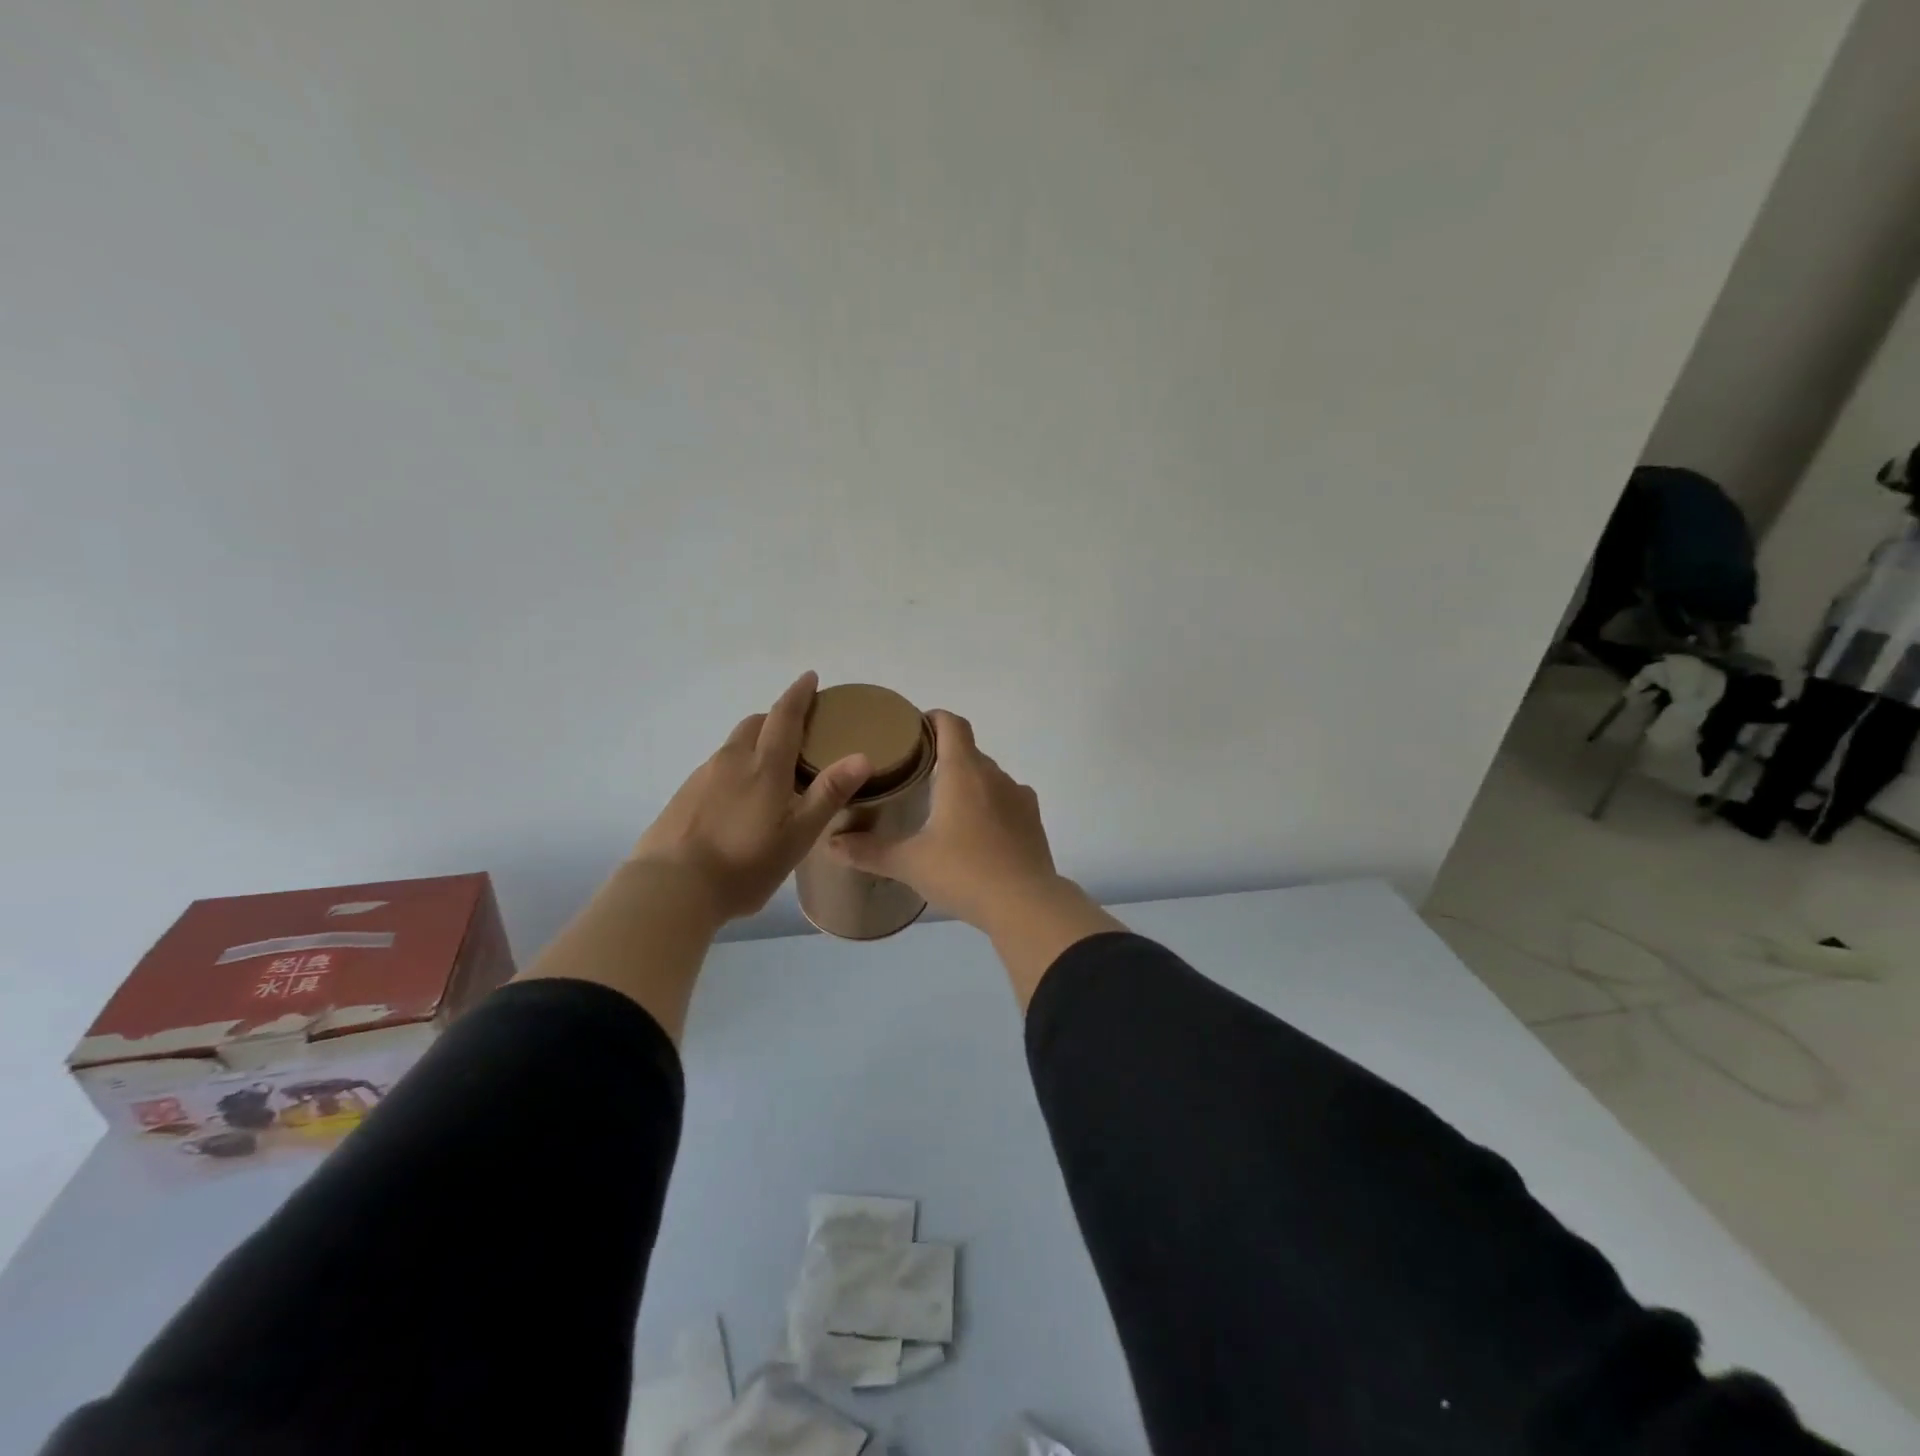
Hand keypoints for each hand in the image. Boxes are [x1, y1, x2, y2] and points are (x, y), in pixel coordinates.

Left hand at [631, 672, 870, 923]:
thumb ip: (828, 794)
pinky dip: (735, 769)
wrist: (670, 888)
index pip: (784, 716)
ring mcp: (702, 777)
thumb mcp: (797, 835)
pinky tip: (739, 801)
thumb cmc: (744, 864)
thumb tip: (862, 756)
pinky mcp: (683, 796)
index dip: (799, 694)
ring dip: (754, 745)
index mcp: (763, 766)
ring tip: (770, 771)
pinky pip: (717, 769)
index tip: (810, 677)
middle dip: (776, 718)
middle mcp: (731, 761)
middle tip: (797, 732)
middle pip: (755, 725)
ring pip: (734, 747)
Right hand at [829, 710, 1062, 931]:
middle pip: (969, 750)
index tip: (913, 729)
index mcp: (963, 772)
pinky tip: (977, 832)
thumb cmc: (963, 873)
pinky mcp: (1033, 820)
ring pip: (989, 776)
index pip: (952, 724)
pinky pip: (1007, 800)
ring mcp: (1019, 797)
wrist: (1026, 905)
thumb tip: (830, 843)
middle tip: (916, 774)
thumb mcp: (909, 863)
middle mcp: (994, 775)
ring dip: (968, 783)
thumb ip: (869, 851)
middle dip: (944, 756)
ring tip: (944, 806)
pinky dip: (990, 805)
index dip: (933, 718)